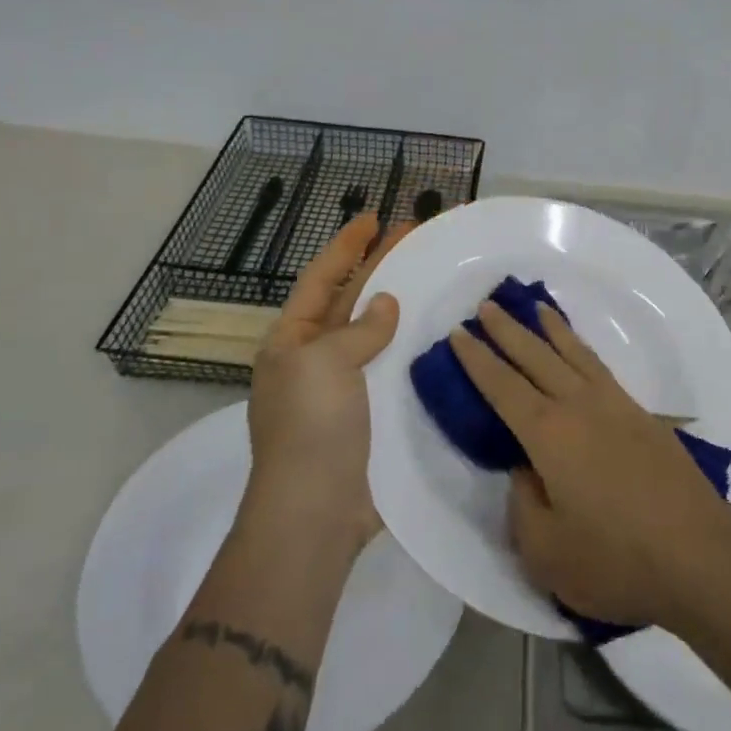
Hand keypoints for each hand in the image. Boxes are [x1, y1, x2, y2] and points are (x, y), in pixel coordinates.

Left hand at [245, 212, 410, 552]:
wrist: (315, 512)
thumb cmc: (311, 426)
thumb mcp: (324, 363)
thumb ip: (359, 329)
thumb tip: (386, 305)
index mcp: (292, 341)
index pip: (321, 278)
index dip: (346, 246)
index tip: (373, 218)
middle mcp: (316, 359)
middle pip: (351, 300)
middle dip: (380, 267)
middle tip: (415, 236)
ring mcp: (345, 389)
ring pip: (376, 334)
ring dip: (401, 306)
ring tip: (432, 276)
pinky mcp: (372, 415)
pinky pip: (393, 369)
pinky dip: (412, 348)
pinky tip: (438, 334)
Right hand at [450, 301, 730, 630]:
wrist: (702, 557)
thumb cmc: (616, 561)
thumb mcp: (546, 552)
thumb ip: (523, 504)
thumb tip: (527, 470)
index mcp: (548, 434)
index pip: (502, 386)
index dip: (477, 359)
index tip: (458, 332)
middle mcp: (579, 406)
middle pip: (535, 357)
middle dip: (506, 331)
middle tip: (486, 306)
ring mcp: (616, 406)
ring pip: (573, 353)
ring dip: (549, 328)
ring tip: (534, 307)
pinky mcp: (643, 417)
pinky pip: (601, 367)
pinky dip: (582, 348)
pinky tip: (580, 351)